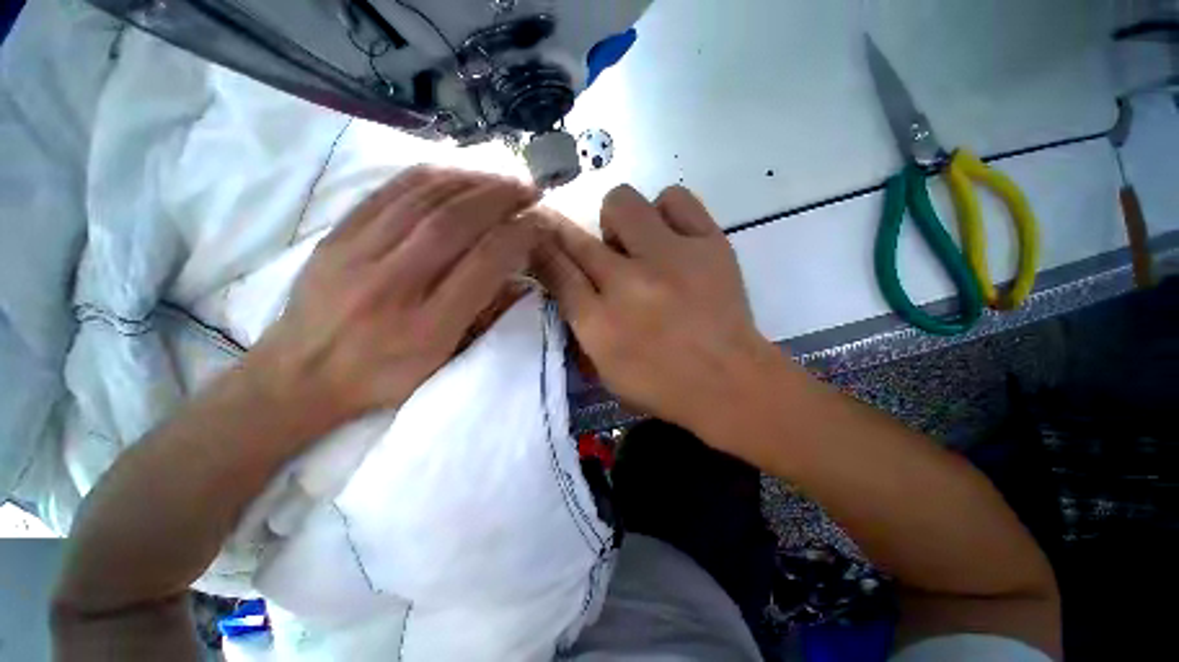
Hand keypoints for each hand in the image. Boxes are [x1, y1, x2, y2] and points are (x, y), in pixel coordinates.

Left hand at [251, 166, 538, 428]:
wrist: (301, 375)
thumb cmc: (383, 377)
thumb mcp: (445, 363)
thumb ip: (484, 319)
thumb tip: (519, 279)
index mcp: (428, 327)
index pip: (484, 264)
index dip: (518, 236)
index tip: (540, 222)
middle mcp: (394, 285)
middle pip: (455, 224)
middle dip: (501, 198)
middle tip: (530, 189)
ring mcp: (358, 254)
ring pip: (424, 199)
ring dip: (472, 181)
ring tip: (501, 178)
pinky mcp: (337, 235)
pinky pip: (389, 191)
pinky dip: (431, 176)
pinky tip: (457, 174)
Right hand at [531, 185, 784, 438]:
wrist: (730, 383)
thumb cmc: (662, 385)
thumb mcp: (606, 369)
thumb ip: (581, 324)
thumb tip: (568, 282)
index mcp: (599, 323)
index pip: (556, 270)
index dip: (541, 246)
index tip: (536, 234)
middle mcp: (627, 283)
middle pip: (579, 236)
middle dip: (568, 233)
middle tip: (594, 252)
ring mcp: (670, 257)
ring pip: (623, 202)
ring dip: (621, 223)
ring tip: (639, 246)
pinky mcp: (709, 243)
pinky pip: (674, 198)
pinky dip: (665, 212)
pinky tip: (670, 237)